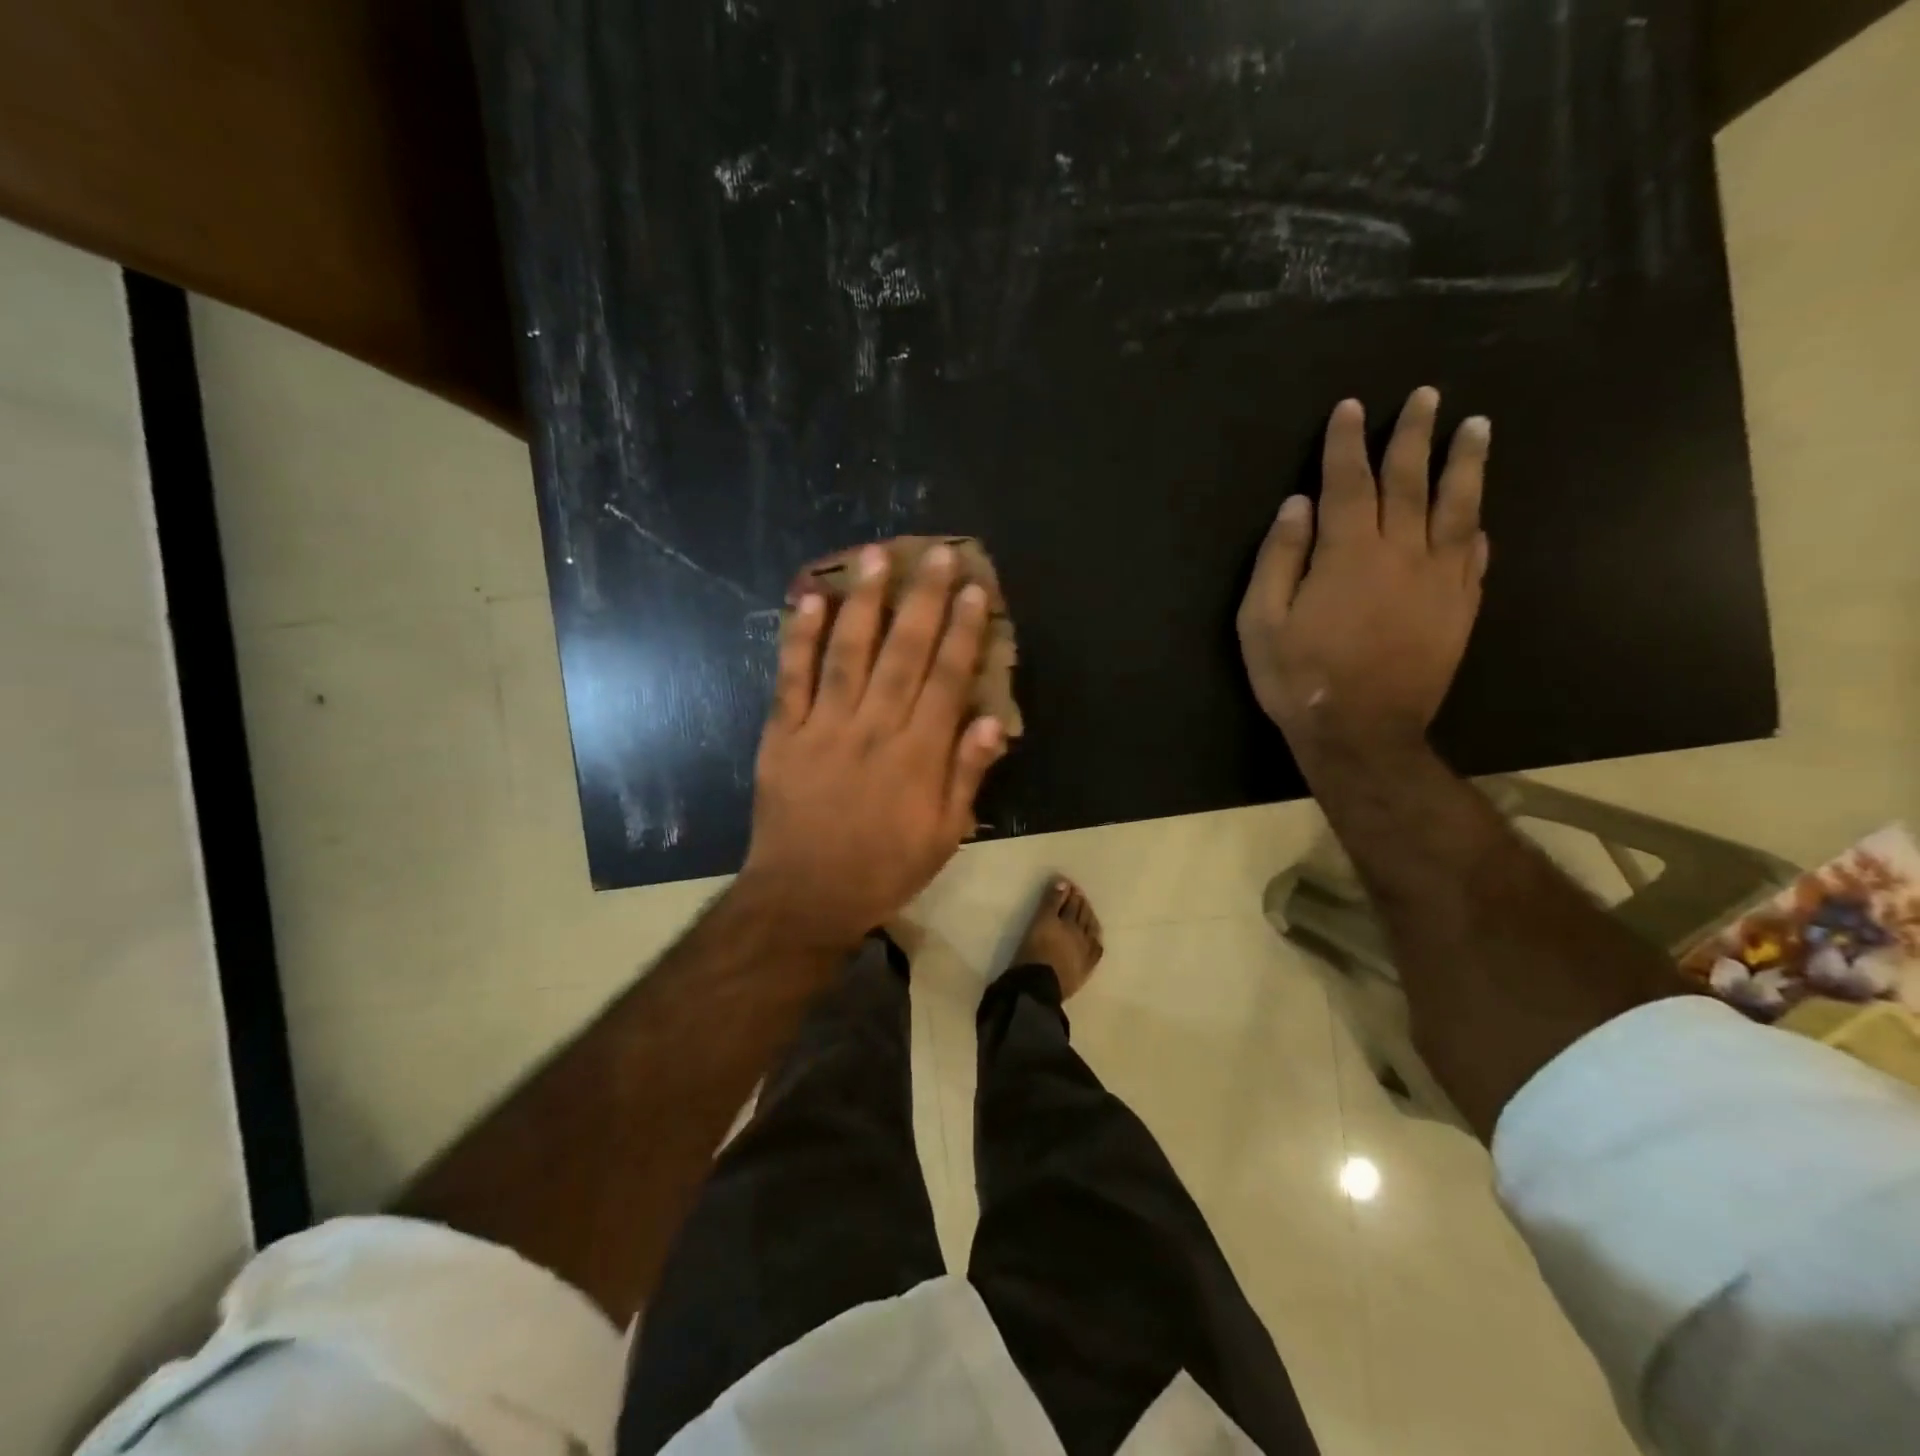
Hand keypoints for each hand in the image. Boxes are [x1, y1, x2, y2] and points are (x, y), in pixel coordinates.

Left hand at [740, 543, 1007, 949]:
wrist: (804, 896)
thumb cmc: (883, 868)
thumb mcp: (943, 836)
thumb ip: (967, 776)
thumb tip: (991, 722)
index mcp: (917, 756)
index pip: (946, 680)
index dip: (962, 633)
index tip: (973, 590)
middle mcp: (874, 729)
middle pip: (903, 653)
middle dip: (923, 600)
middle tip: (936, 553)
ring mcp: (824, 727)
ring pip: (848, 653)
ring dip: (864, 602)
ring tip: (876, 555)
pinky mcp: (783, 733)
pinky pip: (791, 677)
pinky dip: (798, 636)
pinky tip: (810, 597)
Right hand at [1237, 387, 1489, 760]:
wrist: (1362, 733)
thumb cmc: (1299, 678)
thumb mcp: (1261, 622)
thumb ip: (1279, 559)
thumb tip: (1297, 506)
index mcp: (1349, 554)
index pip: (1350, 483)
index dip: (1347, 443)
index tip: (1350, 408)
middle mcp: (1403, 553)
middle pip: (1412, 481)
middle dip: (1414, 434)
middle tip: (1426, 395)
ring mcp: (1440, 580)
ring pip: (1459, 507)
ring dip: (1466, 463)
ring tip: (1476, 427)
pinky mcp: (1461, 609)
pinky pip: (1475, 556)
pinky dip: (1477, 528)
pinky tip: (1479, 516)